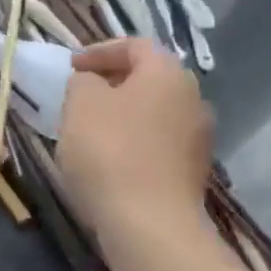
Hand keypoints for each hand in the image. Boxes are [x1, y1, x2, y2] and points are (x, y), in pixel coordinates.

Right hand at [56, 39, 212, 235]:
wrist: (149, 224)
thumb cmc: (109, 151)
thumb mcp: (80, 104)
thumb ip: (82, 81)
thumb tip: (92, 83)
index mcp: (168, 74)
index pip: (135, 46)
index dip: (100, 50)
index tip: (72, 66)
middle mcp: (193, 99)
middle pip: (149, 79)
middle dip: (112, 82)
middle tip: (79, 95)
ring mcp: (198, 138)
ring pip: (154, 112)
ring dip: (123, 114)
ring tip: (89, 129)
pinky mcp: (192, 171)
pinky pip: (158, 142)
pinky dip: (133, 141)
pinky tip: (108, 159)